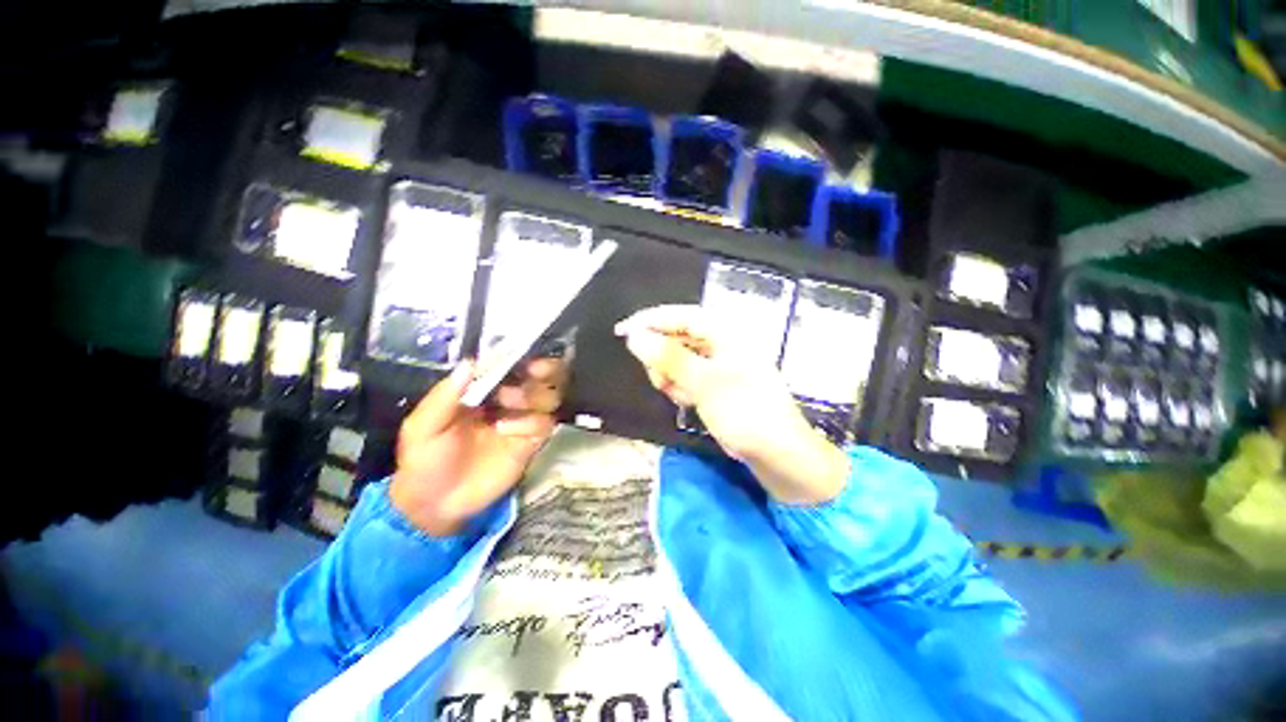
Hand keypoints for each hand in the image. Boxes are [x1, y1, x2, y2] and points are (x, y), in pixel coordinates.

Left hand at [390, 357, 566, 535]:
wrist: (436, 503)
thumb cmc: (425, 459)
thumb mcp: (423, 426)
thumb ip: (445, 395)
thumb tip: (470, 363)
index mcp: (484, 390)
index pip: (512, 365)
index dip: (523, 356)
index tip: (524, 354)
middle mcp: (509, 401)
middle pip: (542, 377)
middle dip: (545, 370)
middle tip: (535, 371)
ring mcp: (522, 422)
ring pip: (549, 397)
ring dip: (534, 395)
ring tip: (508, 404)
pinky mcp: (531, 443)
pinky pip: (545, 424)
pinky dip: (530, 423)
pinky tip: (506, 431)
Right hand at [617, 305, 848, 504]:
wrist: (780, 455)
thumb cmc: (746, 413)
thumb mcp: (704, 383)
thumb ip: (669, 358)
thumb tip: (634, 336)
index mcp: (725, 333)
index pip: (680, 315)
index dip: (649, 320)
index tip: (621, 332)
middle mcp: (721, 344)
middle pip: (677, 338)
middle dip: (662, 358)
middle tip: (660, 382)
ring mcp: (718, 366)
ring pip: (678, 360)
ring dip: (671, 377)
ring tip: (682, 397)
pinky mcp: (715, 385)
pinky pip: (687, 378)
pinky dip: (681, 388)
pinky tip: (689, 403)